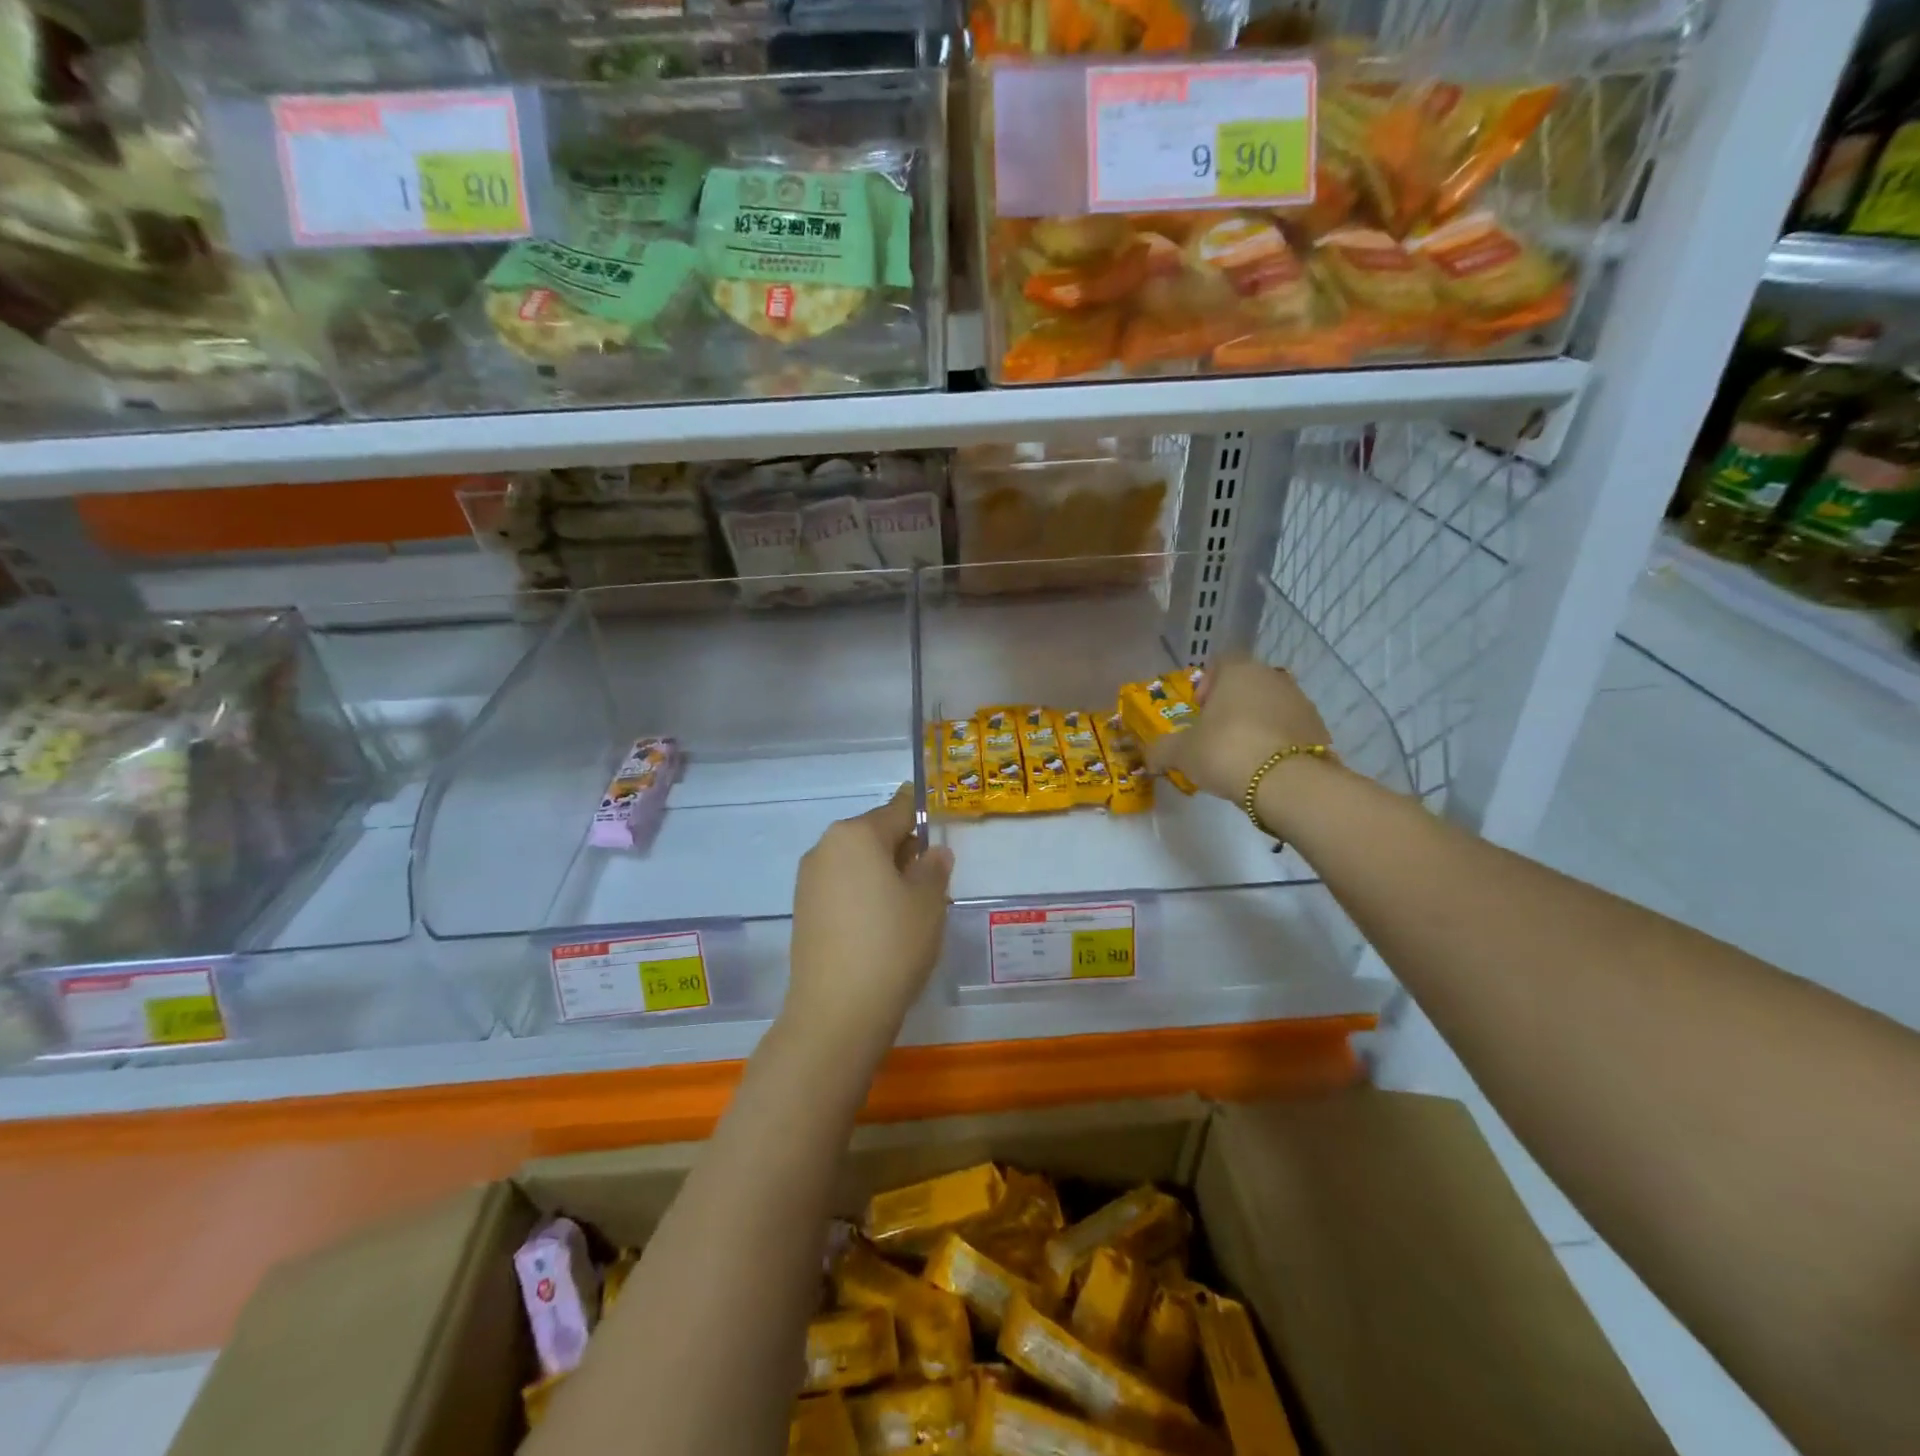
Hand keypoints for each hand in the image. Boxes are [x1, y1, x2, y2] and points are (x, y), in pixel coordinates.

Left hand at [786, 786, 953, 1048]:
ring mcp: (809, 880)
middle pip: (873, 835)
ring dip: (882, 872)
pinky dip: (863, 893)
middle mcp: (826, 847)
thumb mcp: (928, 901)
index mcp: (856, 834)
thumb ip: (934, 868)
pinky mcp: (803, 910)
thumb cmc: (892, 943)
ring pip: (856, 862)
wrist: (837, 1010)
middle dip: (902, 847)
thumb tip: (932, 852)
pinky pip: (842, 886)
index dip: (920, 812)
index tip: (934, 813)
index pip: (897, 810)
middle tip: (931, 874)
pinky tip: (882, 923)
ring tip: (909, 905)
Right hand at [1147, 657, 1333, 803]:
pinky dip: (1276, 742)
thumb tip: (1149, 758)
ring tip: (1240, 756)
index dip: (1206, 684)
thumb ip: (1161, 750)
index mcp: (1239, 671)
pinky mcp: (1318, 729)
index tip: (1199, 711)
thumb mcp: (1181, 753)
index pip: (1220, 662)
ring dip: (1254, 723)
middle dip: (1230, 706)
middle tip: (1214, 736)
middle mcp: (1273, 677)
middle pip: (1246, 684)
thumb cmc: (1226, 751)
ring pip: (1270, 706)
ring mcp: (1301, 701)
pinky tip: (1263, 767)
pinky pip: (1289, 729)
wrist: (1288, 783)